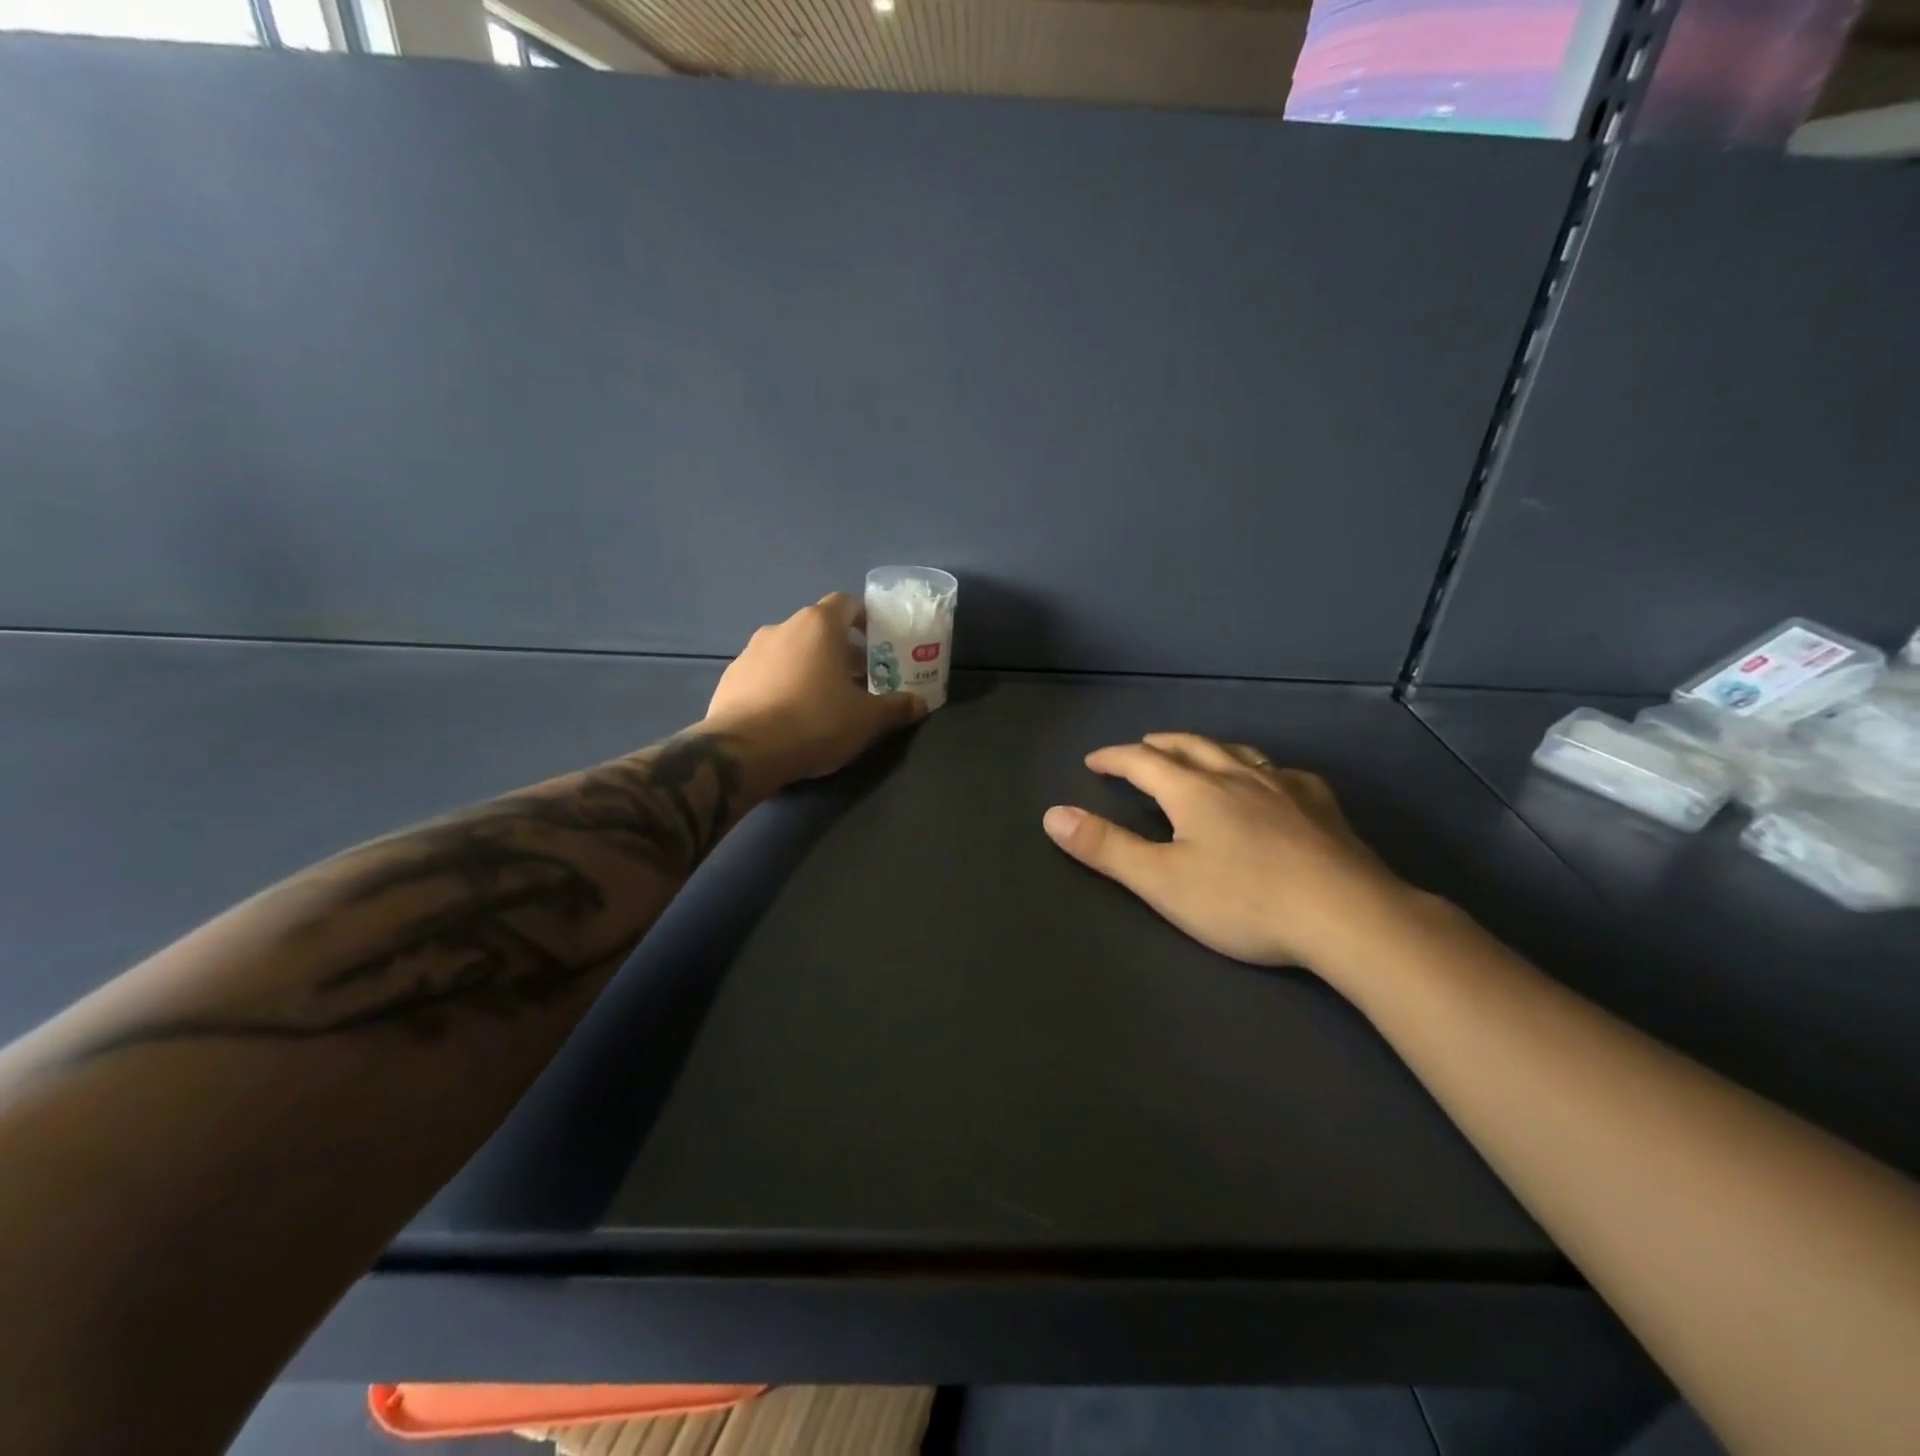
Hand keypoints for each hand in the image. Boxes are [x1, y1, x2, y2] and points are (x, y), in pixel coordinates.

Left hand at [703, 593, 927, 785]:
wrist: (743, 751)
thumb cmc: (815, 722)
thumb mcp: (867, 720)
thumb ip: (896, 707)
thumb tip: (920, 703)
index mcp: (818, 626)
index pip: (846, 603)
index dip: (865, 619)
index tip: (877, 642)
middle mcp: (782, 628)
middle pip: (818, 629)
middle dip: (841, 650)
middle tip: (858, 680)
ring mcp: (750, 651)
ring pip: (790, 651)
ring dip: (809, 667)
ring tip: (823, 700)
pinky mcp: (730, 677)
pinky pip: (765, 673)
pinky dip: (781, 684)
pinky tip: (788, 714)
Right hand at [1042, 732, 1414, 971]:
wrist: (1346, 915)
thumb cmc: (1243, 900)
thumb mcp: (1161, 881)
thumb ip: (1105, 847)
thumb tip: (1052, 814)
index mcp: (1193, 791)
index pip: (1142, 762)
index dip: (1113, 759)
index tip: (1093, 761)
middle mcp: (1236, 776)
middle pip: (1189, 747)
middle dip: (1158, 746)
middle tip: (1140, 748)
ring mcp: (1283, 787)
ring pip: (1236, 753)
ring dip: (1207, 748)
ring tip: (1196, 754)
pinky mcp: (1321, 806)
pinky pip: (1283, 773)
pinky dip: (1261, 770)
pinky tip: (1272, 781)